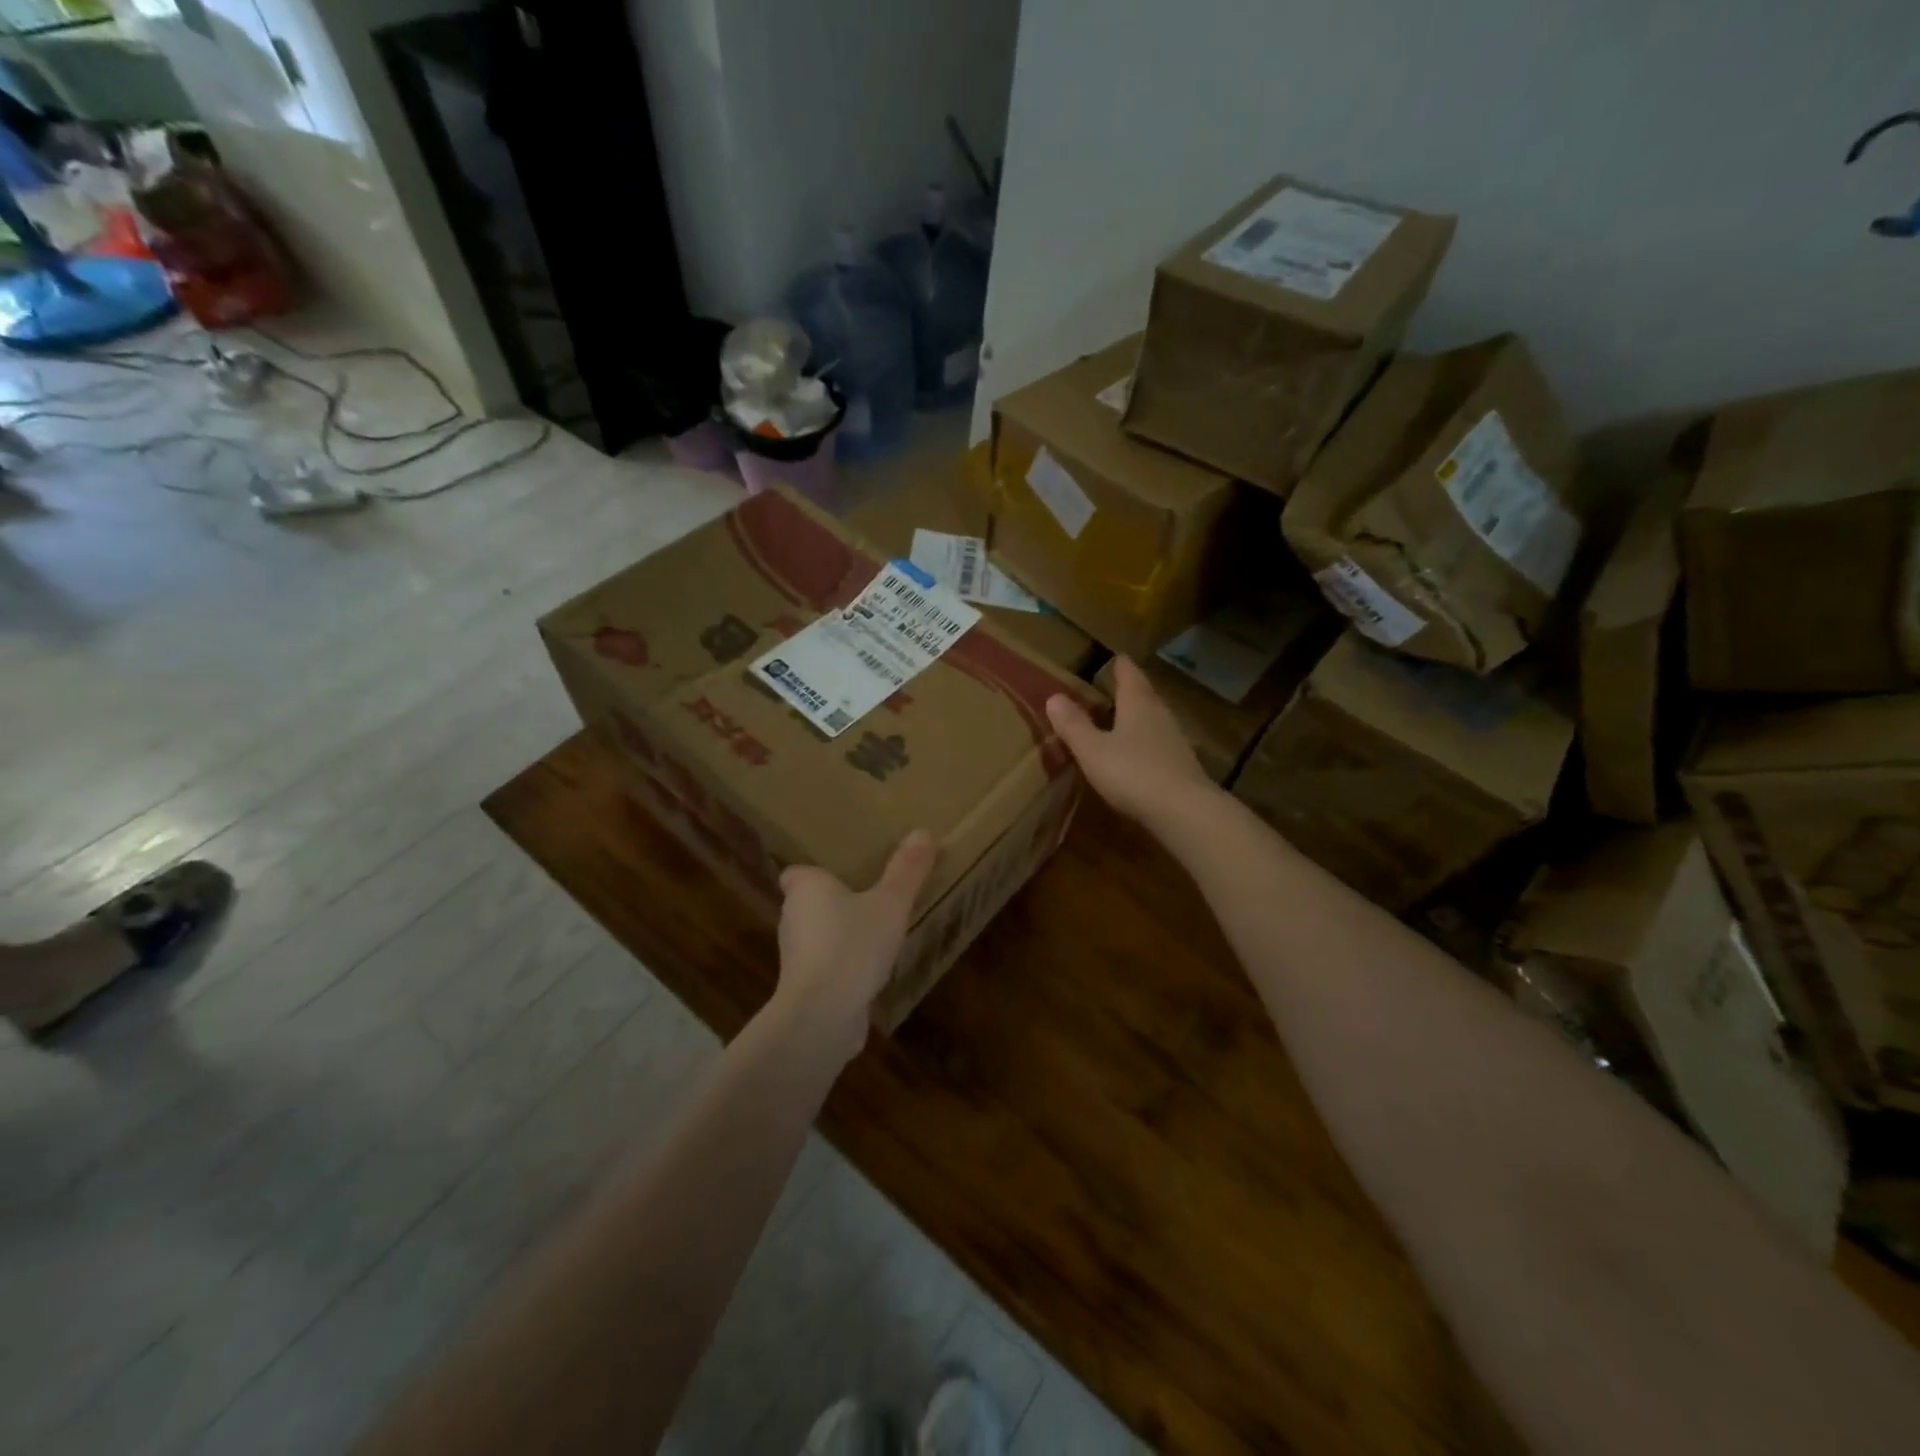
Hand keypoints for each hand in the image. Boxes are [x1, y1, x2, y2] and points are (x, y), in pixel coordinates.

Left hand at [771, 830, 937, 1063]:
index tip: (845, 874)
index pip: (798, 873)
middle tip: (871, 896)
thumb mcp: (890, 904)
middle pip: (810, 904)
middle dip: (835, 903)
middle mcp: (792, 918)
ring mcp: (797, 957)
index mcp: (805, 887)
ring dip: (841, 936)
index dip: (818, 874)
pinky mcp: (806, 988)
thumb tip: (922, 833)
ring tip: (876, 933)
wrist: (822, 1015)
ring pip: (819, 937)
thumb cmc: (852, 945)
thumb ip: (906, 871)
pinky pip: (827, 967)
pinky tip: (873, 971)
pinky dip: (844, 967)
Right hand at [1046, 657, 1214, 825]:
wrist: (1185, 811)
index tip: (1112, 658)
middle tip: (1108, 689)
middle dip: (1126, 690)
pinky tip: (1134, 755)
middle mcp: (1159, 713)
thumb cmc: (1133, 773)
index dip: (1118, 665)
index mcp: (1137, 702)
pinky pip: (1157, 743)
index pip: (1128, 672)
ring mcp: (1174, 739)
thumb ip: (1073, 724)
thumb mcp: (1092, 750)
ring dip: (1136, 717)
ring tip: (1117, 721)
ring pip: (1152, 718)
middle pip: (1143, 694)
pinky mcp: (1181, 764)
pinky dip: (1143, 742)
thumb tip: (1054, 697)